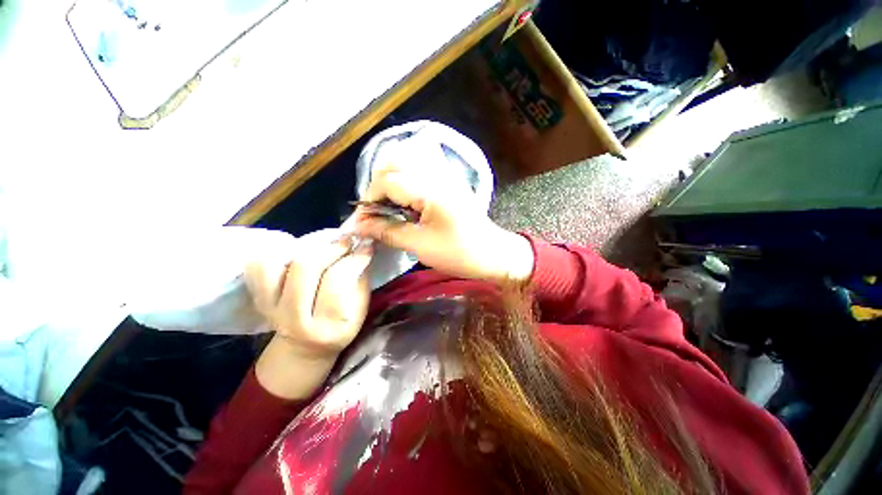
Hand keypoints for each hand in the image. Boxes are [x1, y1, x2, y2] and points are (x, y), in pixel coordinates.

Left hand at [245, 235, 372, 398]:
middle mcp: (292, 318)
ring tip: (321, 248)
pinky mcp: (257, 298)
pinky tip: (298, 255)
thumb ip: (360, 279)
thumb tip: (361, 247)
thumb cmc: (340, 328)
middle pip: (305, 268)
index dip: (353, 258)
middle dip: (331, 248)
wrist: (304, 349)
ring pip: (275, 263)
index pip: (337, 280)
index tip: (365, 245)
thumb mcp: (359, 310)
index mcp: (325, 326)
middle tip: (346, 241)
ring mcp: (269, 307)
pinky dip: (276, 254)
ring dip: (302, 249)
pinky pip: (257, 266)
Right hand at [353, 164, 533, 282]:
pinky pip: (419, 175)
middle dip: (378, 188)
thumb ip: (387, 231)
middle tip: (375, 213)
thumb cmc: (459, 253)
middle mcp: (436, 175)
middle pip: (394, 165)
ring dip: (390, 185)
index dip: (369, 199)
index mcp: (430, 189)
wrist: (493, 254)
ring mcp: (444, 177)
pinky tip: (404, 205)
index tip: (364, 220)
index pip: (387, 180)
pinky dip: (405, 186)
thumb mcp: (420, 245)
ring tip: (388, 209)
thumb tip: (358, 225)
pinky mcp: (447, 184)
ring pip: (406, 166)